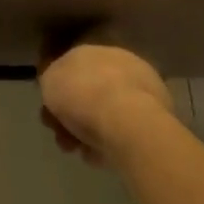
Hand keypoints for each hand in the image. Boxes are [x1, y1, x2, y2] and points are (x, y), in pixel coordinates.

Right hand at [38, 42, 173, 165]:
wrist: (126, 123)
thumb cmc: (82, 94)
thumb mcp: (50, 79)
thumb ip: (52, 78)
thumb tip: (59, 84)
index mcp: (97, 49)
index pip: (73, 65)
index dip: (58, 88)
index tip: (48, 108)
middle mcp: (121, 64)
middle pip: (88, 91)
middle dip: (70, 114)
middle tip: (59, 132)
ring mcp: (141, 92)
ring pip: (104, 114)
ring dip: (84, 132)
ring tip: (74, 148)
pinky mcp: (154, 121)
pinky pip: (120, 132)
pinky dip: (106, 144)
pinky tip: (95, 155)